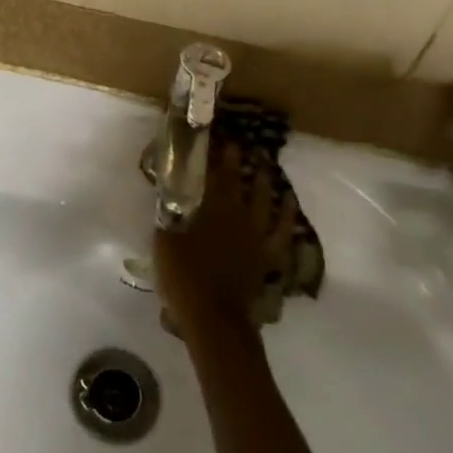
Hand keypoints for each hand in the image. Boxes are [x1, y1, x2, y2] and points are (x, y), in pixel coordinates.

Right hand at [153, 144, 294, 343]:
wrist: (213, 315)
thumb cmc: (183, 276)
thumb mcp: (164, 240)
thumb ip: (168, 214)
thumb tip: (168, 192)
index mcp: (208, 208)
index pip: (210, 173)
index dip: (211, 154)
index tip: (212, 137)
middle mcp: (234, 214)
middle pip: (236, 180)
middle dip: (236, 159)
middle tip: (238, 143)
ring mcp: (255, 234)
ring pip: (262, 199)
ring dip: (263, 179)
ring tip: (264, 163)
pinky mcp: (267, 254)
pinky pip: (282, 231)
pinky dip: (287, 215)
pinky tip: (288, 202)